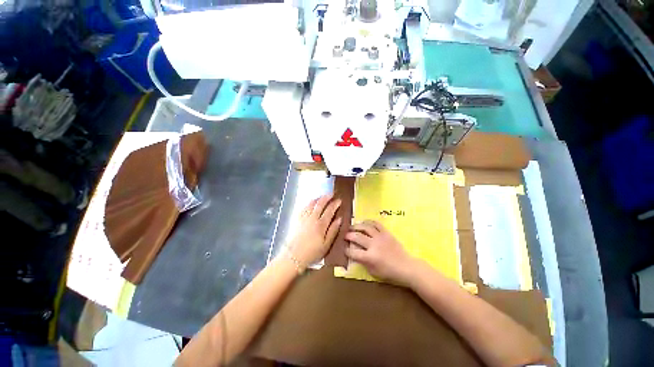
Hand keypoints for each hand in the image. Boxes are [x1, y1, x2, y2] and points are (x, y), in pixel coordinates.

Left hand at [288, 194, 341, 267]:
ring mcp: (304, 217)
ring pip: (312, 204)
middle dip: (327, 197)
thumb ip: (333, 230)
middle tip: (331, 194)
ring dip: (318, 198)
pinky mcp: (297, 219)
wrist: (294, 256)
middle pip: (320, 204)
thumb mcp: (326, 244)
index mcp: (321, 224)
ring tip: (322, 196)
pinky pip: (304, 207)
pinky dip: (309, 203)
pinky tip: (311, 203)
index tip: (339, 200)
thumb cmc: (312, 252)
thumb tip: (339, 219)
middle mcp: (313, 218)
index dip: (335, 204)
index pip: (330, 210)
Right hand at [345, 221, 416, 284]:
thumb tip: (355, 254)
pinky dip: (369, 221)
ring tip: (352, 226)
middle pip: (357, 237)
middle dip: (348, 236)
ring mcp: (380, 237)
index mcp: (369, 257)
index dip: (346, 251)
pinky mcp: (386, 233)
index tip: (344, 249)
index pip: (353, 252)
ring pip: (365, 227)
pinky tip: (364, 221)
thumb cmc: (389, 272)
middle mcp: (373, 245)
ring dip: (356, 226)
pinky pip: (376, 224)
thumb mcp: (373, 272)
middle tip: (345, 235)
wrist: (406, 267)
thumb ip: (363, 262)